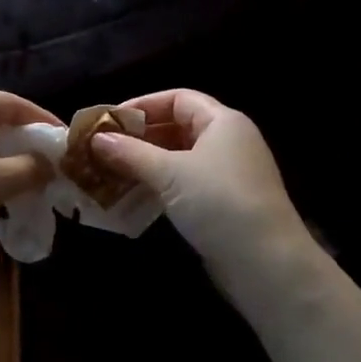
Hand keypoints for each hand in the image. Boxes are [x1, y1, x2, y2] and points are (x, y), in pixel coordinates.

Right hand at [90, 89, 309, 281]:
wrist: (264, 262)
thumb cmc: (218, 202)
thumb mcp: (169, 173)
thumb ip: (130, 153)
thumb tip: (95, 139)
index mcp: (222, 122)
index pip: (178, 99)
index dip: (142, 105)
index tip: (109, 121)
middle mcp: (226, 143)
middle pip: (176, 128)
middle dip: (138, 137)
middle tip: (101, 150)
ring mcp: (225, 175)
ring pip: (176, 159)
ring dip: (143, 165)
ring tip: (107, 174)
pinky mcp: (220, 204)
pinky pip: (182, 185)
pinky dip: (156, 187)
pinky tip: (130, 198)